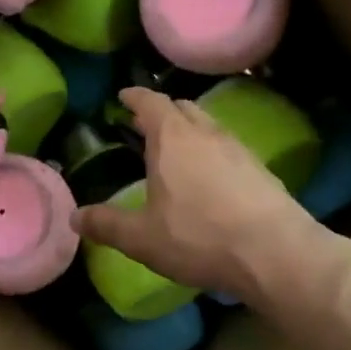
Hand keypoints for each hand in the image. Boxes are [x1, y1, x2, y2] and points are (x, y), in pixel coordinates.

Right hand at [72, 87, 315, 303]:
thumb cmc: (199, 237)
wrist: (276, 253)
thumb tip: (74, 217)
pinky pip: (228, 148)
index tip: (124, 96)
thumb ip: (106, 224)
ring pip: (208, 126)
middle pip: (182, 108)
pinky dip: (211, 152)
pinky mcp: (261, 169)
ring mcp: (238, 149)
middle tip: (144, 125)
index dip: (134, 97)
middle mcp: (206, 133)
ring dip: (189, 130)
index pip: (150, 102)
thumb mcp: (142, 238)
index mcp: (172, 138)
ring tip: (175, 150)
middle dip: (161, 112)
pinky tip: (209, 177)